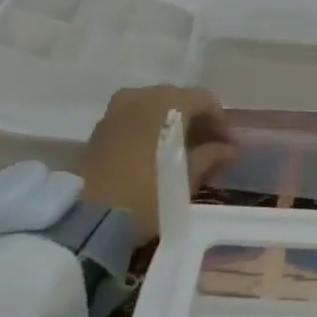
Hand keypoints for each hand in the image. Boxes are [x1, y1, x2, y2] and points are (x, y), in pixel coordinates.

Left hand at [78, 86, 236, 244]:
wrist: (88, 219)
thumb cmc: (147, 195)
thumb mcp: (186, 179)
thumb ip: (210, 157)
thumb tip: (228, 149)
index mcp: (167, 103)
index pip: (204, 100)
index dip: (220, 121)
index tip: (229, 146)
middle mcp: (141, 96)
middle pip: (178, 99)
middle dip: (196, 120)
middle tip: (208, 147)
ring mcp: (116, 110)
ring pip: (154, 107)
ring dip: (171, 123)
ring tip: (182, 151)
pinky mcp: (100, 128)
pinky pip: (134, 117)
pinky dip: (150, 128)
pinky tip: (156, 152)